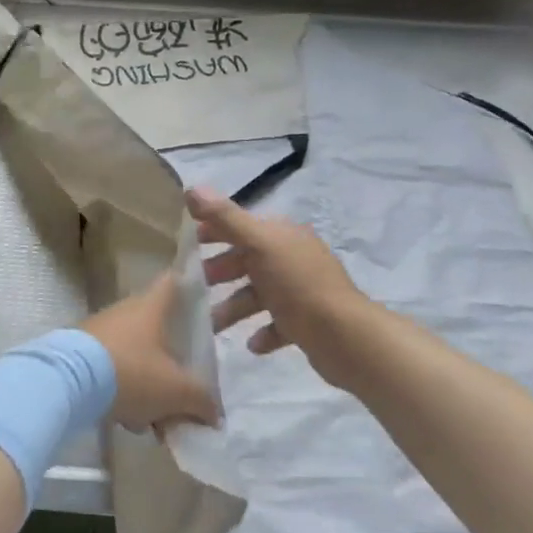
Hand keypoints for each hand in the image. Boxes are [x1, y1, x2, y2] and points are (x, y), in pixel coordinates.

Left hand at [80, 272, 218, 431]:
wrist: (67, 382)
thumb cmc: (131, 373)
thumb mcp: (177, 391)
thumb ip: (201, 400)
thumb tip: (214, 413)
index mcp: (151, 307)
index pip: (174, 282)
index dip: (190, 286)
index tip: (202, 298)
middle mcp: (125, 311)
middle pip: (158, 328)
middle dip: (172, 360)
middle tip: (184, 389)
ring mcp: (100, 330)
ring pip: (136, 354)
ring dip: (148, 384)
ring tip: (155, 420)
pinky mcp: (80, 352)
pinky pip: (112, 369)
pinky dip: (123, 391)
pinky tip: (127, 420)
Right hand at [187, 187, 377, 389]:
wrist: (345, 336)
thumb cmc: (297, 284)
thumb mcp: (258, 244)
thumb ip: (225, 218)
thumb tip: (191, 188)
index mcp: (283, 235)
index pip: (242, 225)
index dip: (214, 230)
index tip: (187, 243)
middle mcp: (293, 258)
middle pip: (248, 260)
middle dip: (220, 271)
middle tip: (194, 286)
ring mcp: (302, 291)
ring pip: (258, 294)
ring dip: (234, 307)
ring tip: (213, 325)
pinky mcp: (308, 322)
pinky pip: (278, 323)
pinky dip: (262, 331)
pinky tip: (251, 344)